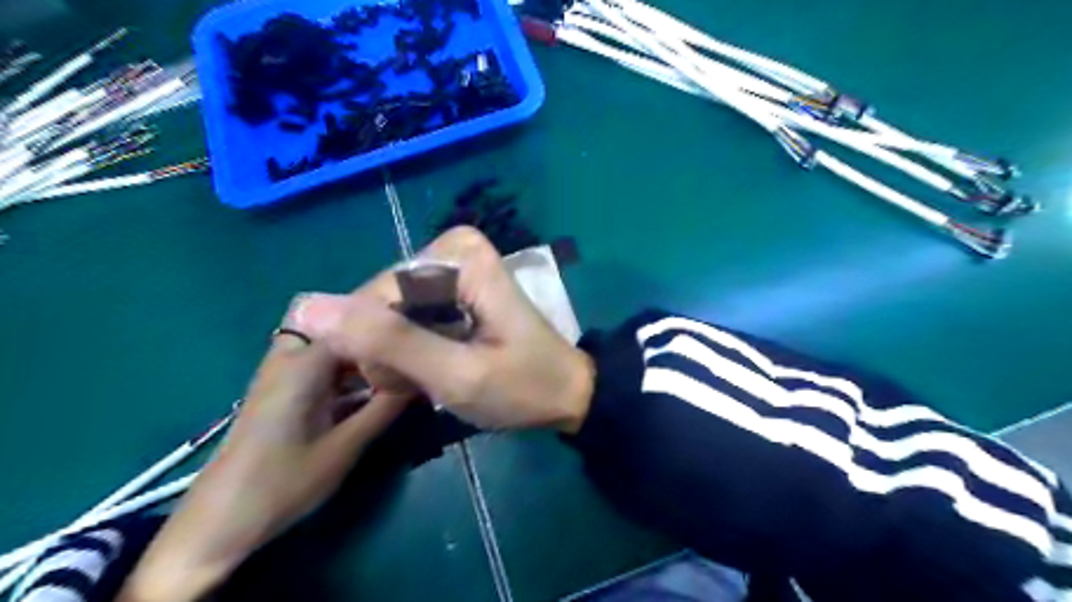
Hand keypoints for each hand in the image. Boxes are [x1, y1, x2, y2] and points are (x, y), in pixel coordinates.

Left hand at [118, 315, 408, 597]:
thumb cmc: (282, 483)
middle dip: (374, 328)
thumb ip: (385, 407)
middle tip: (408, 345)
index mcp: (303, 364)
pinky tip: (373, 388)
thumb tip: (421, 376)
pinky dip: (349, 368)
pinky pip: (322, 363)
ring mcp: (284, 373)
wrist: (218, 522)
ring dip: (363, 349)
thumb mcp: (345, 447)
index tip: (421, 325)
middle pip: (338, 321)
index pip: (354, 318)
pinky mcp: (284, 390)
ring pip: (330, 342)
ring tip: (399, 363)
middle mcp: (290, 357)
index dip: (390, 317)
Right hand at [292, 225, 593, 433]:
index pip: (376, 294)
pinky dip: (409, 350)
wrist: (566, 394)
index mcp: (459, 256)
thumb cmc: (523, 387)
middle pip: (380, 301)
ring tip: (430, 378)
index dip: (377, 344)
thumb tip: (307, 308)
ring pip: (386, 313)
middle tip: (424, 380)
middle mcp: (451, 250)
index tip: (405, 378)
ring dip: (397, 354)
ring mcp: (451, 270)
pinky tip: (430, 369)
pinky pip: (403, 317)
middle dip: (390, 349)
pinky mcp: (450, 290)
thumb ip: (390, 342)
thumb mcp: (457, 374)